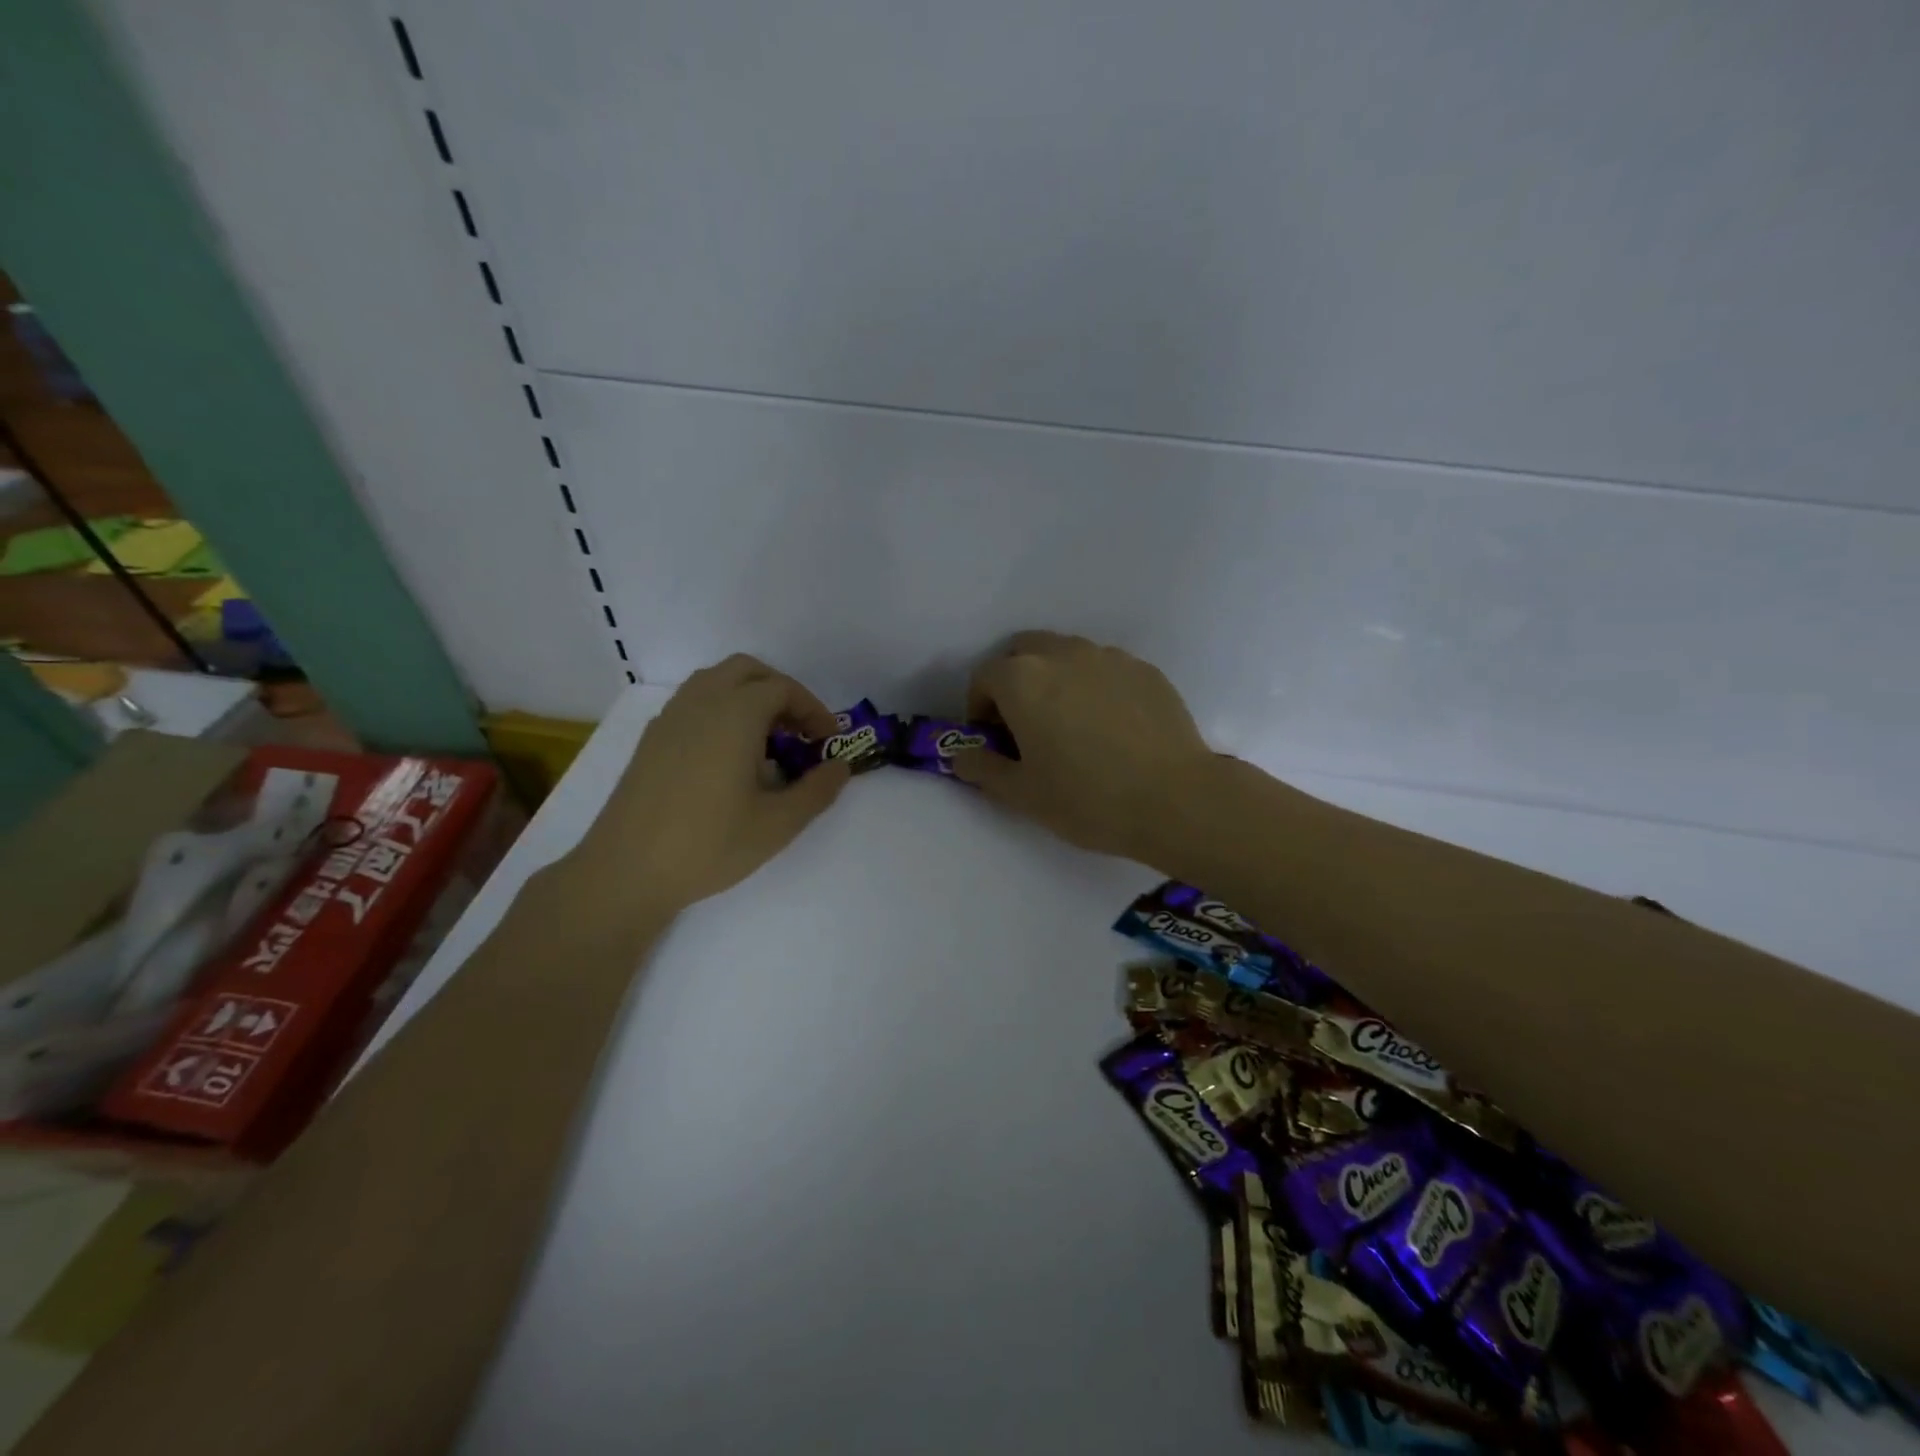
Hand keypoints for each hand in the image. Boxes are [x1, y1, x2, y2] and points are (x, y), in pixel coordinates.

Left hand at [566, 655, 851, 918]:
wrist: (626, 871)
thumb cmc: (710, 844)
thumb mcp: (778, 824)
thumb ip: (817, 790)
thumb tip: (840, 767)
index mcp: (734, 714)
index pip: (783, 689)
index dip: (813, 710)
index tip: (828, 740)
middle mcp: (700, 703)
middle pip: (747, 671)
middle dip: (780, 692)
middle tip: (799, 731)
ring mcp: (669, 718)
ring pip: (715, 682)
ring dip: (748, 698)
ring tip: (766, 742)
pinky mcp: (651, 739)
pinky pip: (693, 704)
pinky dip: (720, 711)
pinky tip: (727, 758)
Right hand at [952, 632, 1212, 861]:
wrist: (1175, 800)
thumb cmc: (1087, 798)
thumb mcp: (1022, 794)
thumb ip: (982, 768)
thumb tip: (960, 754)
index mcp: (1023, 679)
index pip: (984, 677)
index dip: (980, 709)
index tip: (995, 741)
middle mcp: (1063, 654)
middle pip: (1023, 653)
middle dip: (1015, 683)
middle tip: (1027, 726)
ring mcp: (1109, 657)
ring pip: (1066, 656)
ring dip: (1055, 680)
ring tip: (1071, 726)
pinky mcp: (1145, 670)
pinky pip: (1105, 669)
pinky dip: (1094, 687)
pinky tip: (1111, 728)